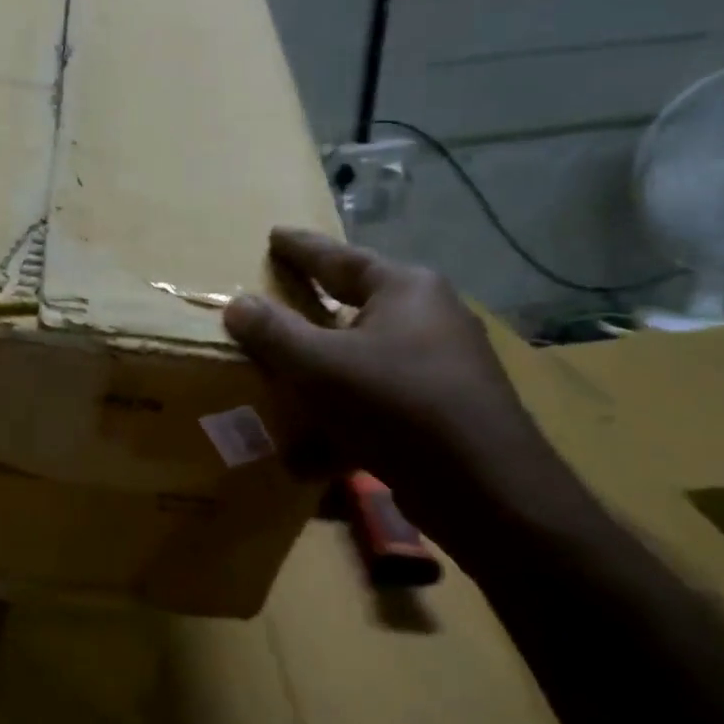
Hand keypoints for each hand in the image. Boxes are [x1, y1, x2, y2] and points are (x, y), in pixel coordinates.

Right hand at [223, 228, 574, 541]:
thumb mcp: (320, 366)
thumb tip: (237, 305)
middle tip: (281, 299)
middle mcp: (430, 318)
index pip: (341, 258)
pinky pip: (379, 404)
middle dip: (315, 311)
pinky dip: (344, 422)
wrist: (486, 488)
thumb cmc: (398, 404)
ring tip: (284, 384)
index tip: (274, 235)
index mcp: (406, 290)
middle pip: (356, 307)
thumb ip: (274, 333)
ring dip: (323, 377)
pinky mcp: (444, 412)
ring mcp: (441, 367)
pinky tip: (308, 457)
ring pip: (365, 361)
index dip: (301, 248)